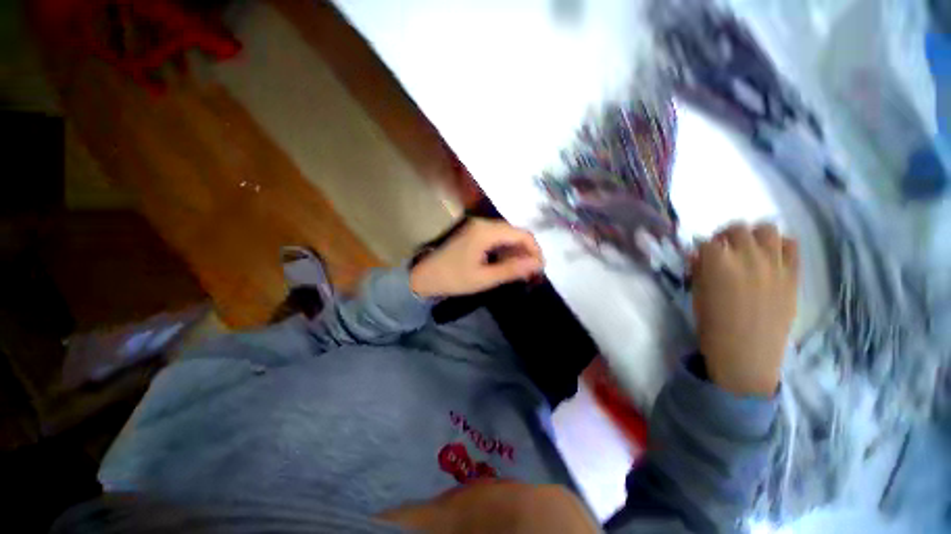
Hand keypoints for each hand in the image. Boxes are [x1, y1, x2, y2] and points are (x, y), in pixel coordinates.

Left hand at [410, 219, 544, 297]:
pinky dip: (505, 251)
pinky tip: (507, 264)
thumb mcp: (484, 278)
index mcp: (486, 231)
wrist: (424, 277)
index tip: (540, 269)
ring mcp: (478, 227)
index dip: (535, 250)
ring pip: (507, 236)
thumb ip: (512, 270)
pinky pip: (497, 238)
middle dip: (527, 252)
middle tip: (531, 273)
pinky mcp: (475, 234)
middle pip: (515, 233)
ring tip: (521, 272)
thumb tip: (537, 265)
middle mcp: (484, 224)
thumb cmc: (453, 279)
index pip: (522, 234)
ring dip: (516, 252)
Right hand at [691, 223, 798, 396]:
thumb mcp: (697, 295)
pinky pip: (791, 246)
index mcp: (717, 263)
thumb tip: (701, 256)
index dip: (703, 247)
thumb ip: (700, 270)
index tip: (702, 255)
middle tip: (723, 249)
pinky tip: (771, 256)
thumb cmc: (712, 325)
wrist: (746, 354)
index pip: (708, 241)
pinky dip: (780, 245)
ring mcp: (774, 264)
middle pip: (737, 229)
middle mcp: (747, 256)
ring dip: (754, 235)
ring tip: (749, 249)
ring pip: (767, 230)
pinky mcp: (792, 275)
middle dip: (726, 236)